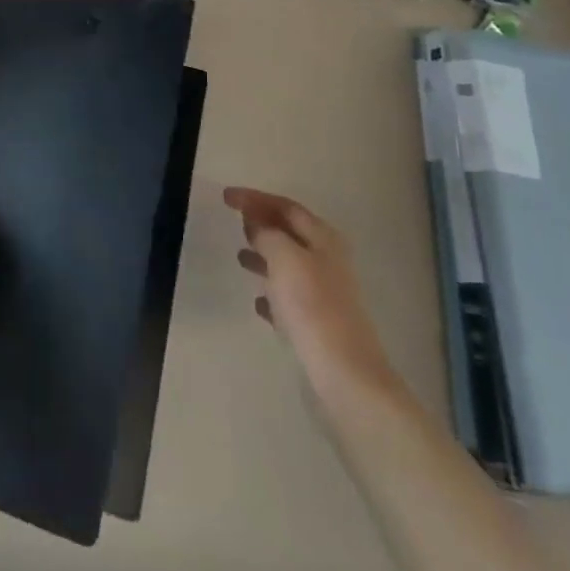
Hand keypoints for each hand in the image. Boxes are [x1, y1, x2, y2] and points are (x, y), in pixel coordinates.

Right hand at [225, 187, 395, 395]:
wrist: (344, 374)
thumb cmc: (312, 306)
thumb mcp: (284, 257)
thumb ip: (267, 233)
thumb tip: (256, 223)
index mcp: (323, 239)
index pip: (286, 206)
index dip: (255, 198)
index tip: (226, 197)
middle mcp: (327, 261)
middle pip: (290, 233)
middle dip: (262, 224)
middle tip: (234, 221)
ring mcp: (325, 294)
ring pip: (289, 265)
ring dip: (265, 256)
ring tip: (239, 256)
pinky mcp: (318, 325)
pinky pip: (290, 299)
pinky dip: (272, 294)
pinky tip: (258, 302)